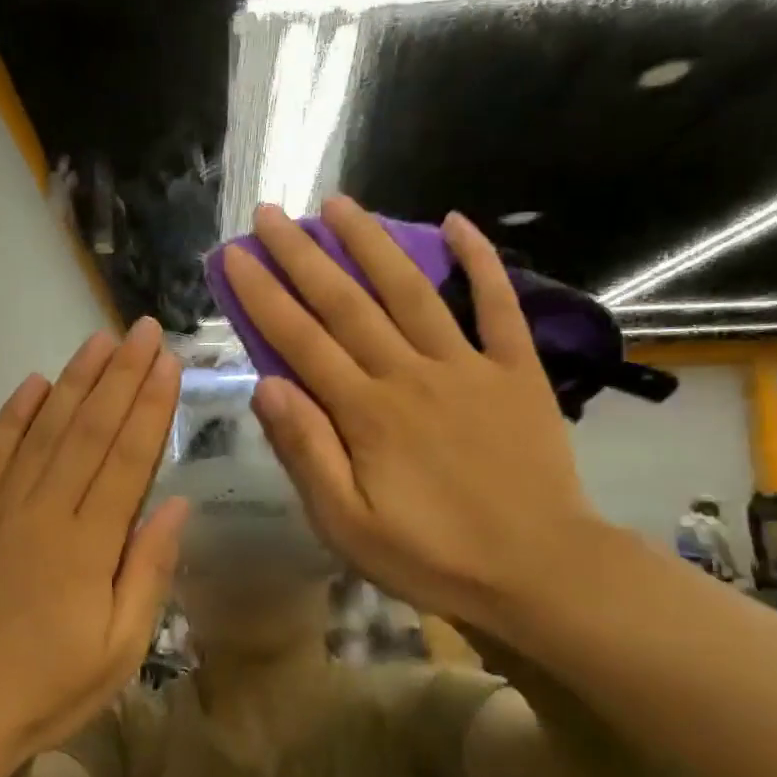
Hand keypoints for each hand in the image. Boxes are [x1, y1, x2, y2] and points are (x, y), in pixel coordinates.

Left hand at [0, 321, 189, 763]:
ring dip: (73, 382)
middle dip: (120, 376)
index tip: (167, 364)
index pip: (126, 458)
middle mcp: (44, 511)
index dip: (150, 407)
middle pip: (88, 430)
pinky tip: (32, 383)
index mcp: (88, 544)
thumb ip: (148, 571)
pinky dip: (12, 416)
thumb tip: (177, 505)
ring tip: (98, 342)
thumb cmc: (48, 689)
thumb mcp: (120, 648)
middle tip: (141, 331)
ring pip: (43, 430)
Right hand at [222, 199, 604, 634]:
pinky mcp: (517, 371)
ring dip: (372, 243)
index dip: (263, 294)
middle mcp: (410, 375)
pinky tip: (457, 222)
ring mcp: (467, 366)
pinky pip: (499, 306)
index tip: (235, 255)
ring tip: (340, 203)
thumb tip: (265, 386)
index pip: (300, 341)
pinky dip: (481, 262)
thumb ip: (306, 452)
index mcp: (365, 413)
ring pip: (411, 291)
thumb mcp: (347, 524)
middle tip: (271, 213)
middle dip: (303, 254)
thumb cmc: (432, 557)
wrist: (541, 573)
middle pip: (346, 303)